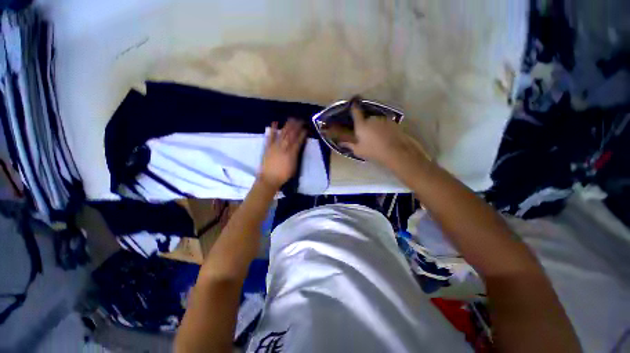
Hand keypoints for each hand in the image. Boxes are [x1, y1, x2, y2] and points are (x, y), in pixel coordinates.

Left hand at [258, 119, 306, 188]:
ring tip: (291, 119)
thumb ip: (296, 156)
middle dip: (296, 127)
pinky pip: (270, 137)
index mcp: (292, 153)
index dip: (302, 134)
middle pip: (291, 135)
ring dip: (287, 126)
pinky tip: (275, 122)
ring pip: (282, 134)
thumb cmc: (283, 175)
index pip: (298, 141)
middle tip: (300, 120)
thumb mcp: (294, 167)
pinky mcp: (268, 147)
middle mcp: (284, 148)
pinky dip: (272, 129)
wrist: (269, 179)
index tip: (306, 129)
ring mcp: (275, 146)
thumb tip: (298, 147)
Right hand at [341, 99, 427, 166]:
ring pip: (375, 121)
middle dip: (365, 124)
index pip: (356, 112)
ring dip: (374, 126)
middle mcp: (371, 119)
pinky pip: (384, 123)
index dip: (354, 107)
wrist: (395, 150)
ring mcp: (383, 119)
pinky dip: (382, 127)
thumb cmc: (373, 151)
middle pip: (366, 118)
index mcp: (361, 125)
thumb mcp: (358, 150)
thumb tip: (341, 143)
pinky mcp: (392, 122)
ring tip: (376, 137)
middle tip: (365, 134)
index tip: (353, 104)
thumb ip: (349, 145)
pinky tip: (384, 136)